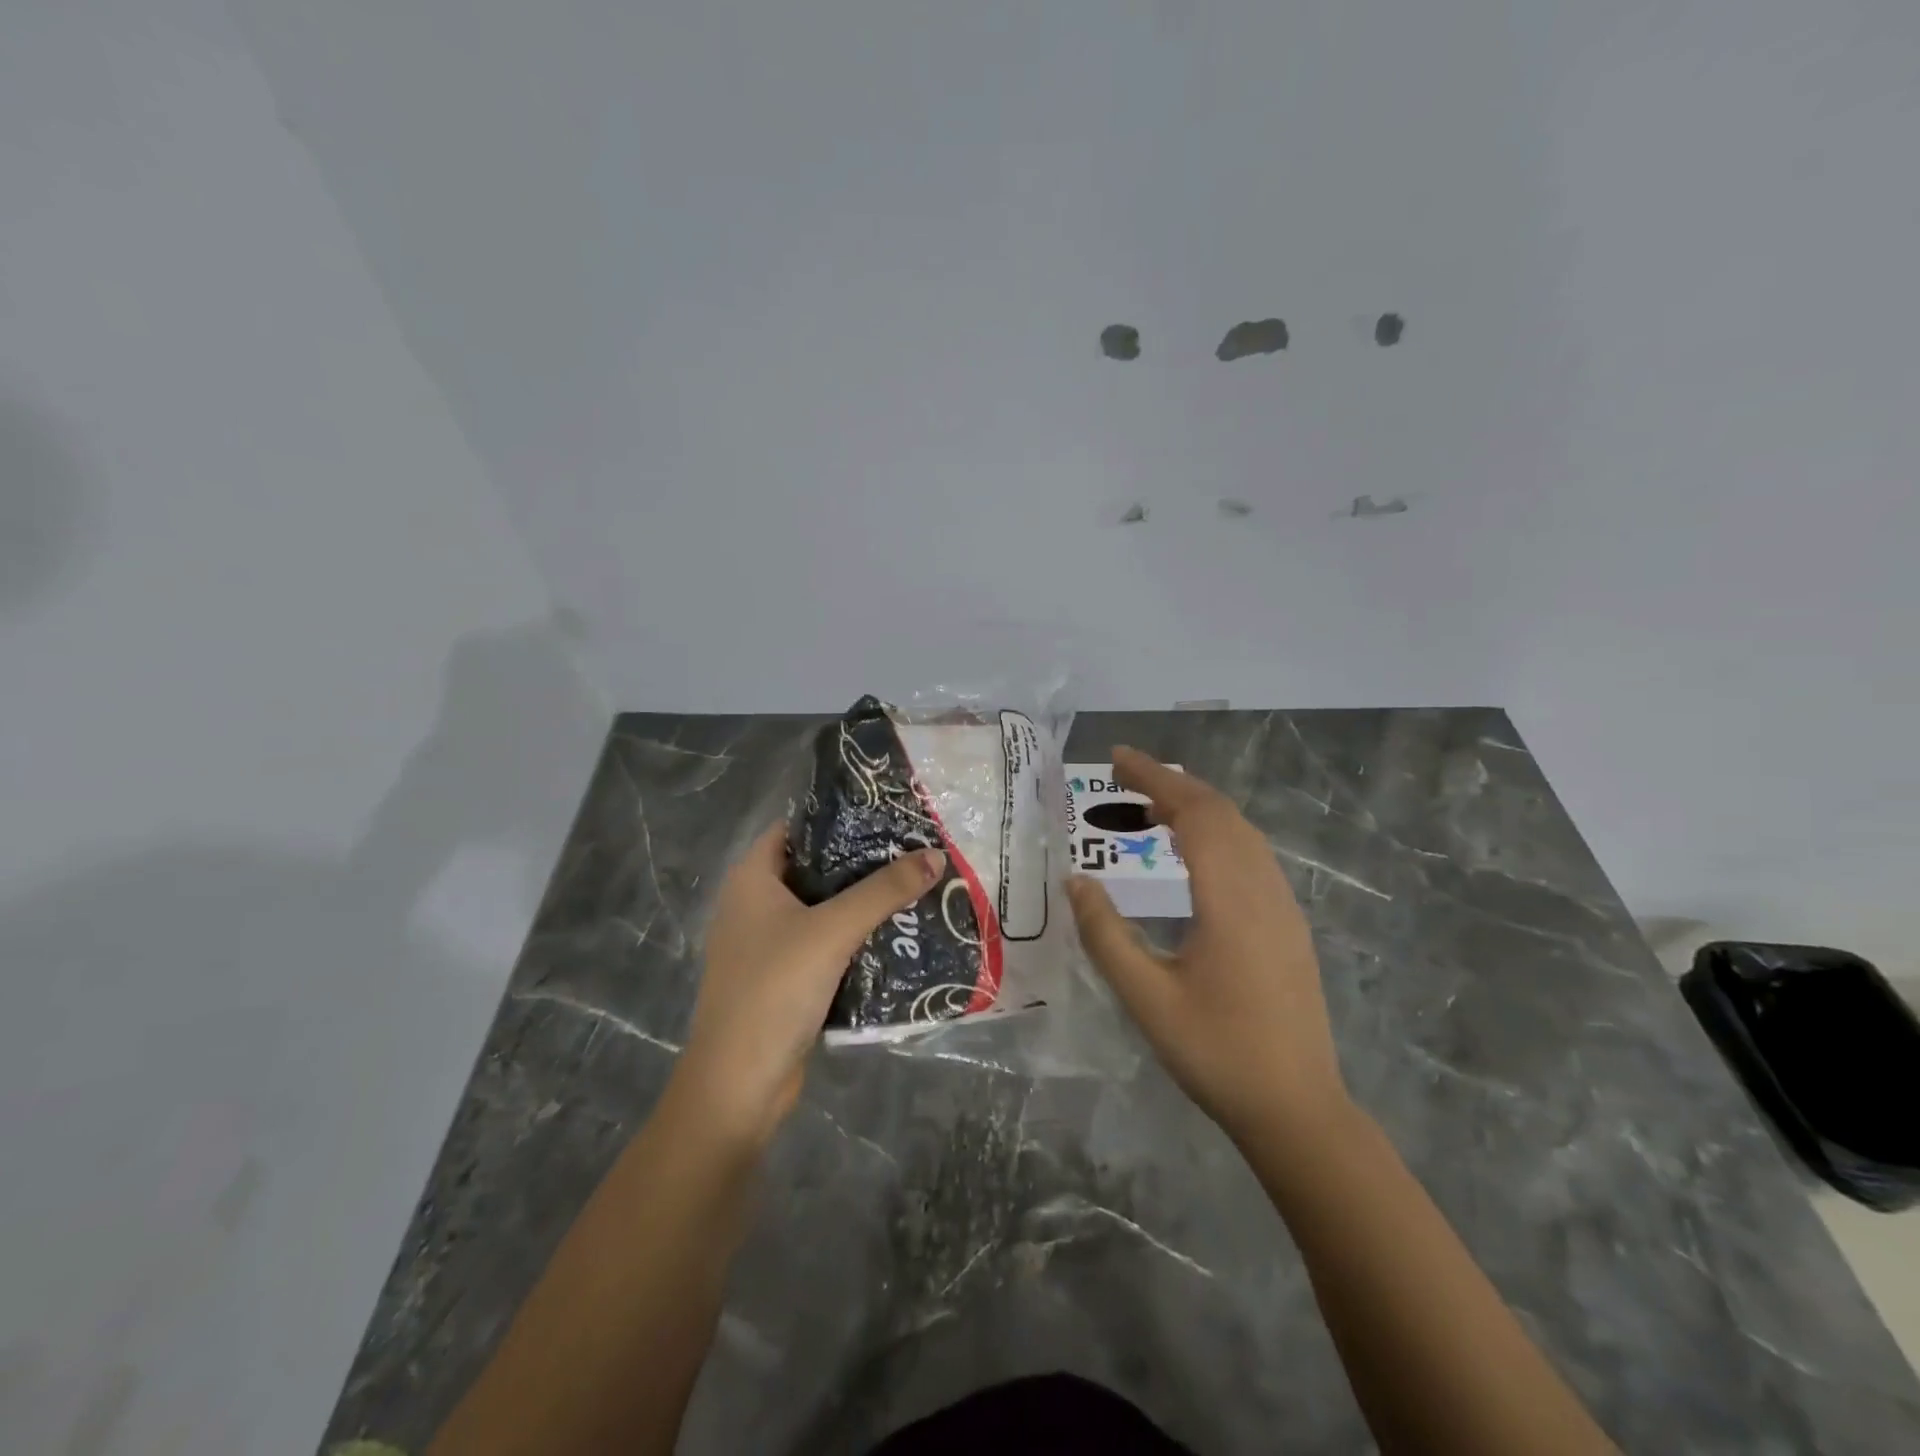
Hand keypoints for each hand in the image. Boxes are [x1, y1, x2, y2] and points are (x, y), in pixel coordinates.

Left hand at [676, 823, 944, 1147]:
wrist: (738, 1085)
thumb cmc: (774, 990)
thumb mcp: (832, 931)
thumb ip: (884, 891)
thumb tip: (935, 855)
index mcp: (751, 879)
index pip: (796, 828)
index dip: (838, 816)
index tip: (886, 812)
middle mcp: (755, 904)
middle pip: (815, 868)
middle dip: (861, 861)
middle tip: (912, 849)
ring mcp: (767, 944)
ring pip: (822, 908)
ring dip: (862, 902)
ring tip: (914, 885)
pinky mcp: (783, 978)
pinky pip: (824, 943)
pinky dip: (854, 937)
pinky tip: (896, 934)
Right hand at [1067, 746, 1348, 1144]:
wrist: (1297, 1109)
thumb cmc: (1216, 1053)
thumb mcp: (1146, 997)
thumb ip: (1106, 935)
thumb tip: (1075, 881)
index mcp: (1230, 899)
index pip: (1193, 813)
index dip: (1155, 778)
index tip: (1116, 758)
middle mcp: (1263, 889)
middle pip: (1221, 812)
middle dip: (1172, 783)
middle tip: (1123, 776)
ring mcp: (1283, 906)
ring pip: (1242, 831)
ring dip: (1196, 806)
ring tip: (1149, 807)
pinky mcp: (1288, 924)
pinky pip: (1252, 855)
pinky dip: (1216, 832)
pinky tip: (1191, 853)